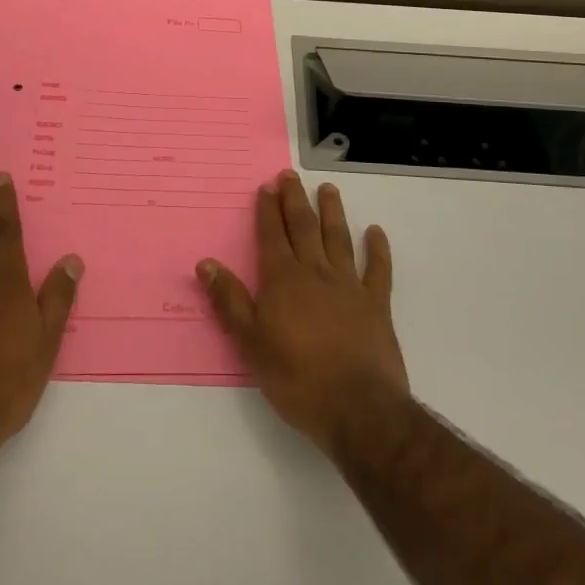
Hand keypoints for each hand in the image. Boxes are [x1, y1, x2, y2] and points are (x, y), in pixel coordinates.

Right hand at [196, 170, 408, 452]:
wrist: (357, 408)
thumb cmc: (296, 377)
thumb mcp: (250, 342)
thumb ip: (230, 300)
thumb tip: (206, 263)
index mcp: (283, 280)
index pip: (272, 235)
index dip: (268, 210)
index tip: (267, 186)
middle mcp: (315, 272)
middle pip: (303, 227)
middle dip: (295, 200)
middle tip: (290, 176)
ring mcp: (349, 285)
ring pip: (338, 239)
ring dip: (332, 212)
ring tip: (329, 189)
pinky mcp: (376, 304)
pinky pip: (378, 269)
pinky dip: (378, 249)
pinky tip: (376, 232)